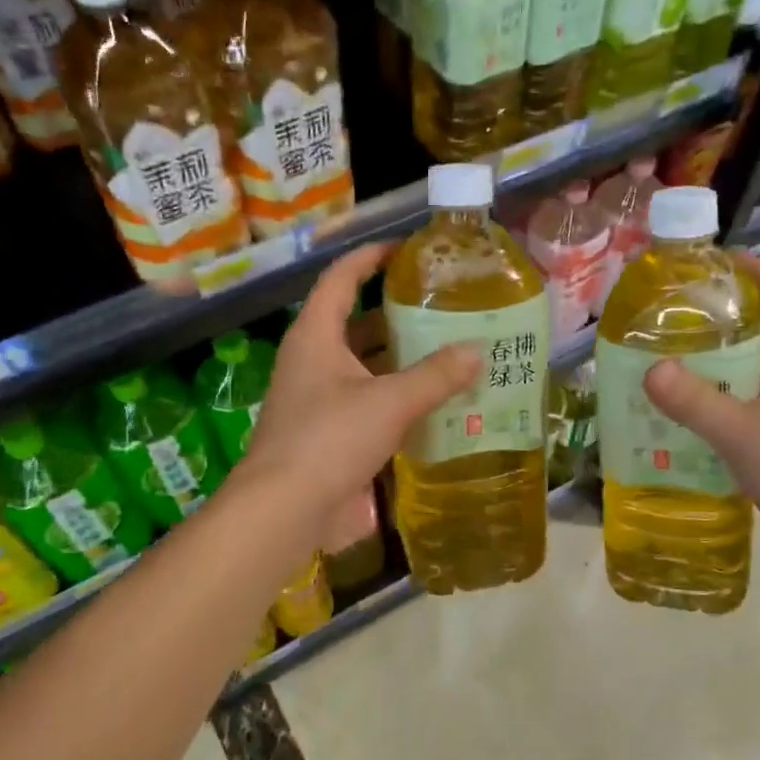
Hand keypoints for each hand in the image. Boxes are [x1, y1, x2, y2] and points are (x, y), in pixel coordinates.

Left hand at [240, 243, 480, 514]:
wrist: (283, 510)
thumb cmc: (329, 440)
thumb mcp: (389, 402)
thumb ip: (435, 376)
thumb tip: (476, 351)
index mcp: (316, 336)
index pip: (341, 278)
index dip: (370, 257)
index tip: (405, 249)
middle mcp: (312, 360)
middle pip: (355, 323)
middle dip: (396, 314)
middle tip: (442, 308)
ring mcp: (316, 398)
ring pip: (362, 365)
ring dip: (399, 359)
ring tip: (446, 352)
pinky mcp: (325, 431)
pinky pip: (364, 400)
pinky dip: (394, 396)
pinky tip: (429, 403)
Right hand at [643, 252, 759, 577]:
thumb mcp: (745, 434)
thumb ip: (695, 401)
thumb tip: (650, 369)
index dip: (755, 272)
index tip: (713, 259)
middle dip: (725, 324)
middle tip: (674, 316)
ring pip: (758, 379)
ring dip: (720, 370)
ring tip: (670, 361)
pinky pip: (753, 414)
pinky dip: (723, 409)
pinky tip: (686, 416)